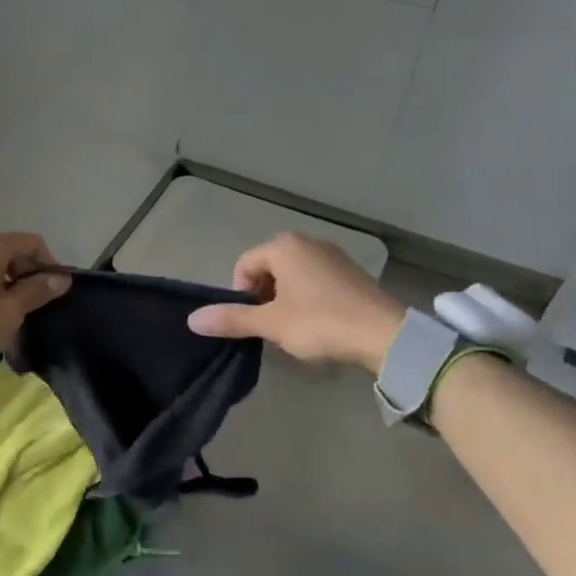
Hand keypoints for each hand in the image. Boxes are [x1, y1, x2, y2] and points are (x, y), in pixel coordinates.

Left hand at [0, 232, 70, 379]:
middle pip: (9, 252)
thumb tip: (61, 278)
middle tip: (36, 305)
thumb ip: (37, 291)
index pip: (32, 242)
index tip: (56, 290)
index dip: (50, 263)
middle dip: (27, 274)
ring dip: (5, 285)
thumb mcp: (10, 312)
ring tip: (12, 314)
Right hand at [186, 232, 405, 372]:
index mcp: (284, 246)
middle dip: (262, 296)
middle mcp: (307, 242)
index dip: (240, 295)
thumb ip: (232, 319)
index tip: (252, 321)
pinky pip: (315, 280)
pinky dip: (307, 298)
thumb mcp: (271, 323)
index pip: (244, 265)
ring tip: (293, 328)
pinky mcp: (351, 272)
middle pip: (268, 268)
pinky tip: (317, 322)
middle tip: (270, 326)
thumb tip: (192, 320)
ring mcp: (333, 255)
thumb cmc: (319, 322)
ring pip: (292, 275)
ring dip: (284, 299)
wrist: (383, 333)